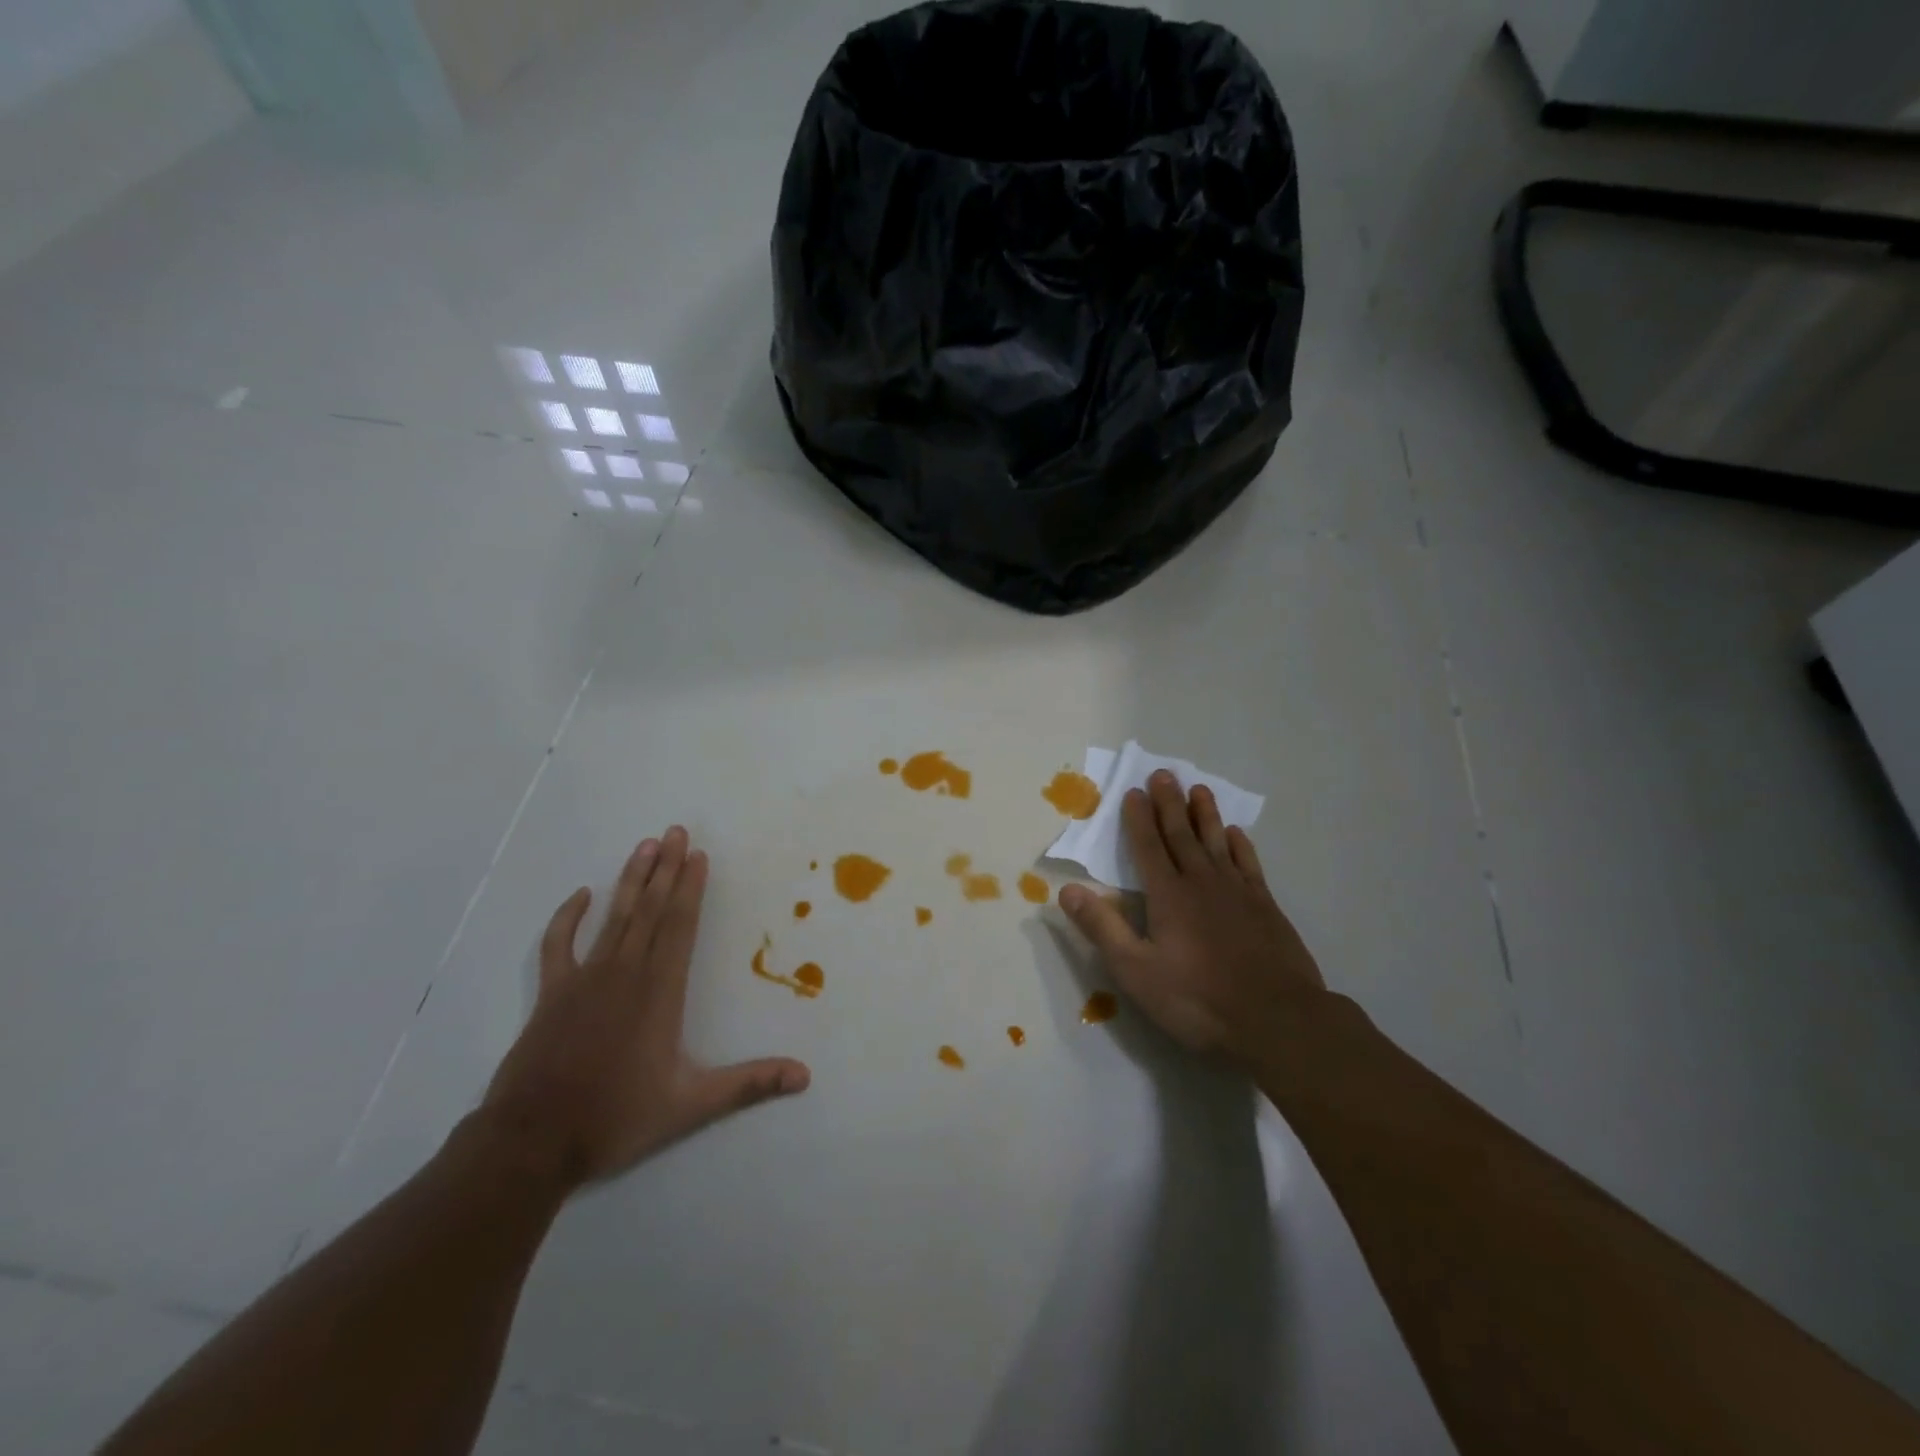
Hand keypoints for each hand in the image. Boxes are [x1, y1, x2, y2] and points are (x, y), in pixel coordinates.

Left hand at [480, 827, 809, 1188]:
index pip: (680, 926)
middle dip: (666, 868)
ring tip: (644, 845)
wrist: (532, 1142)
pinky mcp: (552, 993)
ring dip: (631, 880)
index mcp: (659, 991)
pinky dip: (568, 918)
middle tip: (675, 831)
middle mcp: (625, 973)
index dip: (690, 888)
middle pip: (650, 909)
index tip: (698, 854)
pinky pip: (559, 944)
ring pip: (614, 917)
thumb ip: (748, 1084)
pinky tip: (580, 895)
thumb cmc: (615, 1118)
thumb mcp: (690, 1106)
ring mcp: (584, 979)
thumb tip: (804, 1075)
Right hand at [1059, 771, 1325, 1064]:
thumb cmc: (1198, 999)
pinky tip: (1236, 834)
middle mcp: (1201, 883)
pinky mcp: (1266, 907)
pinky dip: (1239, 845)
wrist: (1278, 1020)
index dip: (1138, 819)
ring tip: (1199, 789)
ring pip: (1216, 842)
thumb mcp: (1136, 971)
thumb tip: (1067, 890)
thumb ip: (1103, 928)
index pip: (1148, 847)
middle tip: (1163, 774)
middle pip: (1181, 835)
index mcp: (1168, 896)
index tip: (1133, 791)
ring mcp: (1238, 893)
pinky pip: (1248, 864)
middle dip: (1169, 804)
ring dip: (1205, 814)